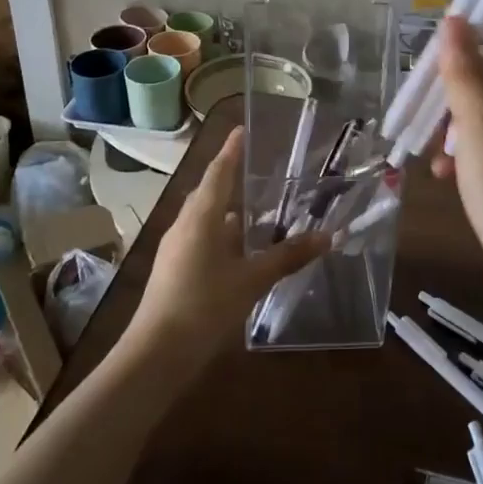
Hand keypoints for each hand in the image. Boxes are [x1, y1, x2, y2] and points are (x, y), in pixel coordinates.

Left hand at [126, 129, 330, 370]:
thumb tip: (327, 236)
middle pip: (209, 192)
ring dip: (227, 210)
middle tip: (257, 168)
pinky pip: (200, 238)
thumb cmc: (204, 306)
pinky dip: (221, 234)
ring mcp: (175, 248)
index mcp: (201, 217)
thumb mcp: (251, 280)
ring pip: (204, 218)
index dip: (231, 150)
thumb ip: (287, 257)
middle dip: (230, 178)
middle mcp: (185, 224)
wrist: (155, 354)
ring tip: (255, 208)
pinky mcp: (173, 269)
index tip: (242, 129)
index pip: (219, 172)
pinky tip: (238, 249)